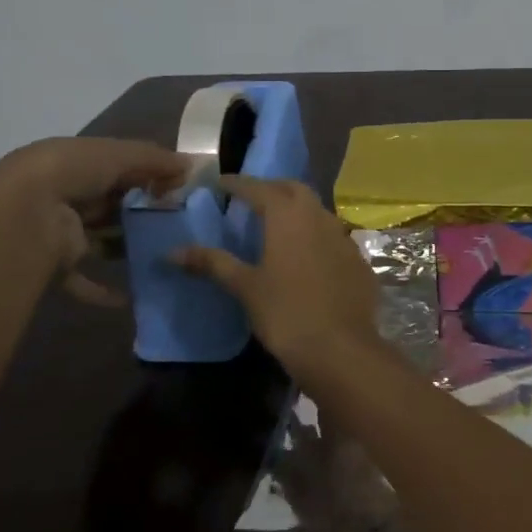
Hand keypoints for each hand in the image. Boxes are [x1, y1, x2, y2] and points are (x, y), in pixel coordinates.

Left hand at [0, 137, 186, 306]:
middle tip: (177, 222)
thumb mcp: (120, 155)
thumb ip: (156, 160)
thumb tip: (192, 166)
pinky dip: (105, 289)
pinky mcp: (56, 264)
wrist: (25, 216)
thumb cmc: (73, 173)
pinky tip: (132, 296)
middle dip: (139, 211)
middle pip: (109, 203)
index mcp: (73, 162)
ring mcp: (58, 231)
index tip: (179, 189)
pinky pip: (83, 280)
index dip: (147, 175)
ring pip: (99, 239)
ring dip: (125, 246)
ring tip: (163, 253)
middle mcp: (63, 194)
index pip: (116, 166)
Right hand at [173, 178, 381, 374]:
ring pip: (318, 211)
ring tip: (277, 225)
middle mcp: (319, 217)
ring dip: (297, 210)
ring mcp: (343, 238)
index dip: (238, 184)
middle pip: (294, 190)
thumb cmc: (286, 313)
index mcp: (288, 216)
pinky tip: (307, 255)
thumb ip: (212, 263)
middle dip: (272, 188)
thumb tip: (172, 252)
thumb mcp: (245, 287)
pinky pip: (334, 237)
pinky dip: (316, 236)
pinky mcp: (358, 260)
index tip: (220, 183)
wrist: (340, 348)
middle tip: (252, 198)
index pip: (259, 188)